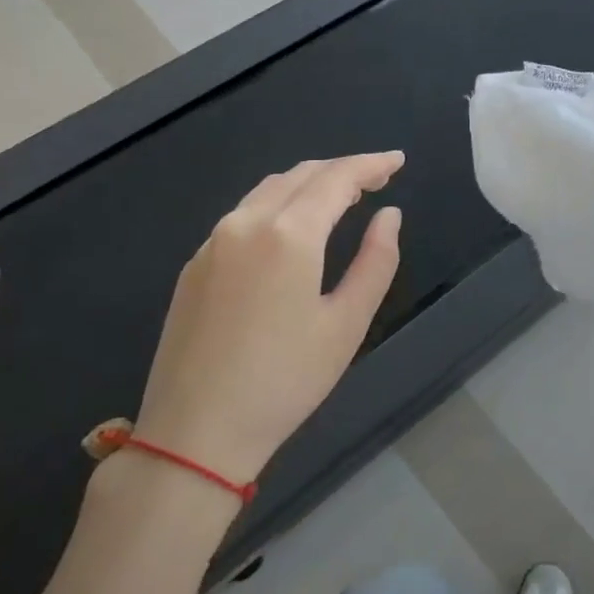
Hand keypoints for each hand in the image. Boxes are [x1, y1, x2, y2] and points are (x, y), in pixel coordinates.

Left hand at [133, 152, 404, 485]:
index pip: (337, 179)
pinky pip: (244, 213)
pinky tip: (294, 225)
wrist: (194, 433)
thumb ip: (376, 261)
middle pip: (301, 175)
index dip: (371, 164)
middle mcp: (246, 223)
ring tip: (343, 195)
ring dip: (309, 182)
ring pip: (268, 190)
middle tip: (378, 177)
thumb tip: (389, 215)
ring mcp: (213, 242)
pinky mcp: (195, 265)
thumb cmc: (285, 381)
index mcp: (288, 235)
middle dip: (343, 169)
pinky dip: (279, 203)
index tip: (398, 160)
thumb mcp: (347, 324)